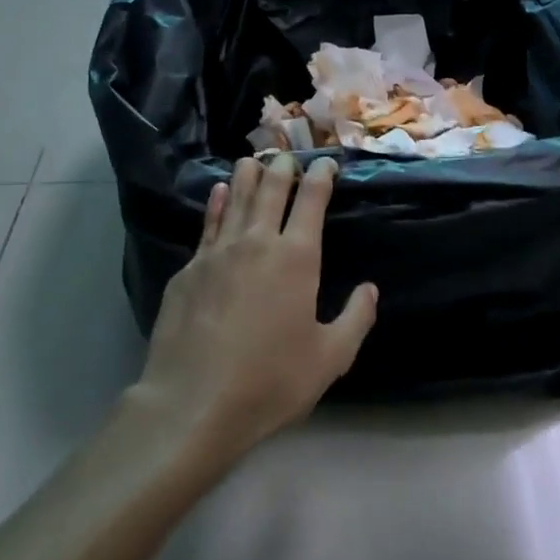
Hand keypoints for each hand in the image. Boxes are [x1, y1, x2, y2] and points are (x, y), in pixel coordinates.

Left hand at [133, 155, 377, 459]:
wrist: (193, 403)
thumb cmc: (270, 381)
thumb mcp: (329, 359)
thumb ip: (356, 319)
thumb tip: (370, 289)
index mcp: (296, 258)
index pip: (311, 200)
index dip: (320, 176)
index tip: (326, 163)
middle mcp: (257, 242)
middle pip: (272, 190)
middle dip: (284, 167)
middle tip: (289, 156)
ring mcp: (218, 253)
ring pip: (237, 199)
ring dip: (249, 175)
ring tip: (254, 159)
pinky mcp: (189, 270)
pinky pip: (208, 224)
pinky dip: (218, 203)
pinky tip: (220, 192)